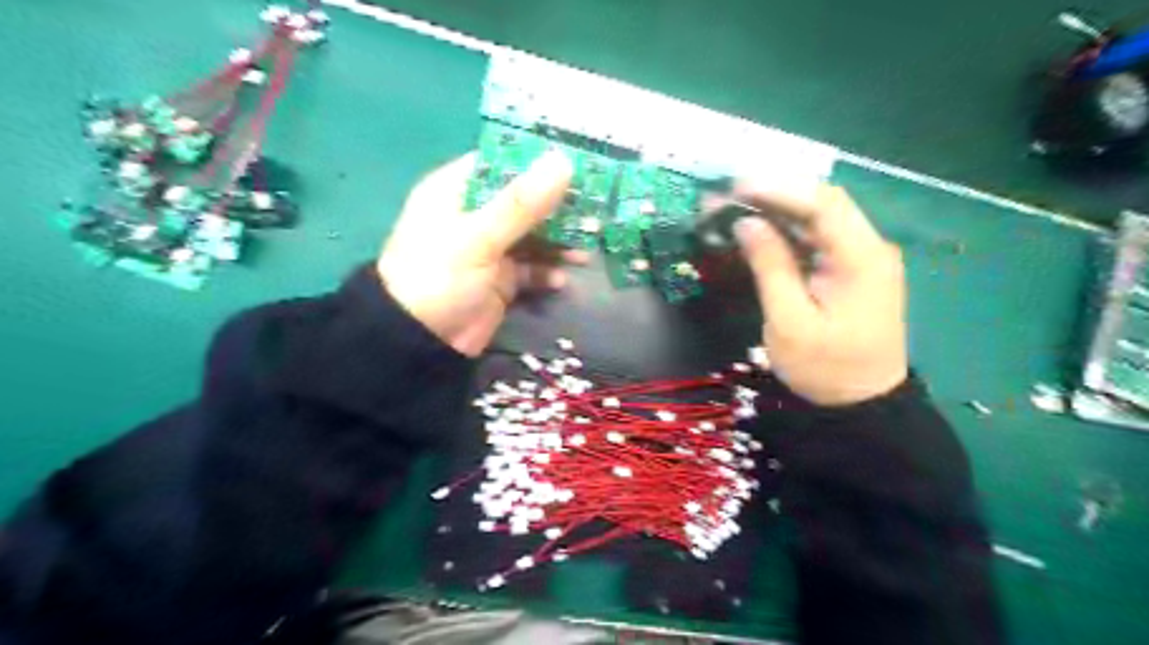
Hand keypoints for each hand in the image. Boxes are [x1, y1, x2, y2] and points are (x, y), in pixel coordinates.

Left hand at [381, 148, 578, 356]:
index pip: (503, 163)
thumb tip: (562, 162)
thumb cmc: (439, 277)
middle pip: (525, 202)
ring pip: (533, 236)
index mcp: (458, 191)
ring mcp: (489, 249)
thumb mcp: (478, 237)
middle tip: (593, 211)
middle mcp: (475, 215)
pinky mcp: (501, 279)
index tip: (578, 163)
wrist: (421, 343)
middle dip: (558, 208)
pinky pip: (531, 269)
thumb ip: (521, 203)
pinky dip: (547, 272)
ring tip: (585, 251)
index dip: (539, 161)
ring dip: (558, 243)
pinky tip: (560, 281)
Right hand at [737, 181, 906, 403]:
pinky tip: (759, 234)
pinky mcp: (851, 271)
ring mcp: (862, 259)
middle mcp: (869, 248)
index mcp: (861, 258)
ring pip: (819, 220)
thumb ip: (770, 267)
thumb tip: (746, 224)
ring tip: (734, 212)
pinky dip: (787, 233)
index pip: (823, 203)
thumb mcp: (789, 322)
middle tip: (727, 200)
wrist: (863, 404)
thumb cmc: (825, 368)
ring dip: (777, 213)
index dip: (778, 189)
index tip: (735, 190)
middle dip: (773, 196)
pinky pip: (818, 241)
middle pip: (822, 204)